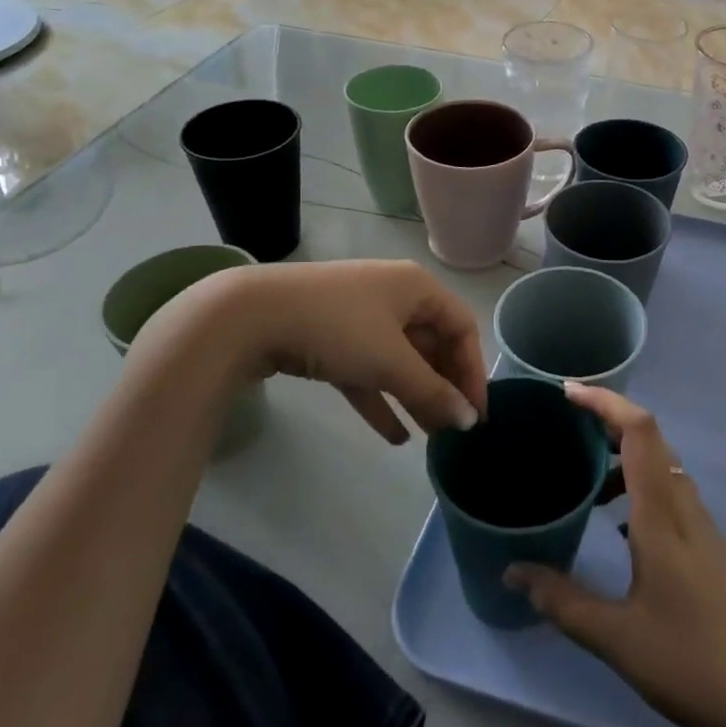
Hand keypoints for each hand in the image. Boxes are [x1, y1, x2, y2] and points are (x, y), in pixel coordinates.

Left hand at [134, 260, 486, 443]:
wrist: (250, 316)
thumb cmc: (337, 326)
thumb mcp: (390, 360)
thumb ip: (431, 391)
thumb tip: (467, 420)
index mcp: (417, 288)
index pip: (461, 327)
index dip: (473, 371)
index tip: (474, 415)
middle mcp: (394, 297)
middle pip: (432, 344)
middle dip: (443, 387)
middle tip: (452, 429)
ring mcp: (361, 317)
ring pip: (400, 361)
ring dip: (416, 397)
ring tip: (430, 438)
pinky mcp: (332, 340)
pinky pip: (368, 373)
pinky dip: (382, 401)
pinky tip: (394, 437)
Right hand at [506, 383, 725, 726]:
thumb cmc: (691, 660)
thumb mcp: (616, 637)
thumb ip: (563, 601)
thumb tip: (513, 572)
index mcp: (662, 513)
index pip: (639, 430)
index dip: (605, 401)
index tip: (567, 393)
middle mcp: (684, 506)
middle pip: (651, 439)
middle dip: (609, 420)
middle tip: (566, 426)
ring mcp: (702, 526)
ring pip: (663, 466)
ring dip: (625, 457)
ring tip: (585, 477)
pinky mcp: (710, 546)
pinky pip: (671, 493)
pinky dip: (639, 488)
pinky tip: (619, 526)